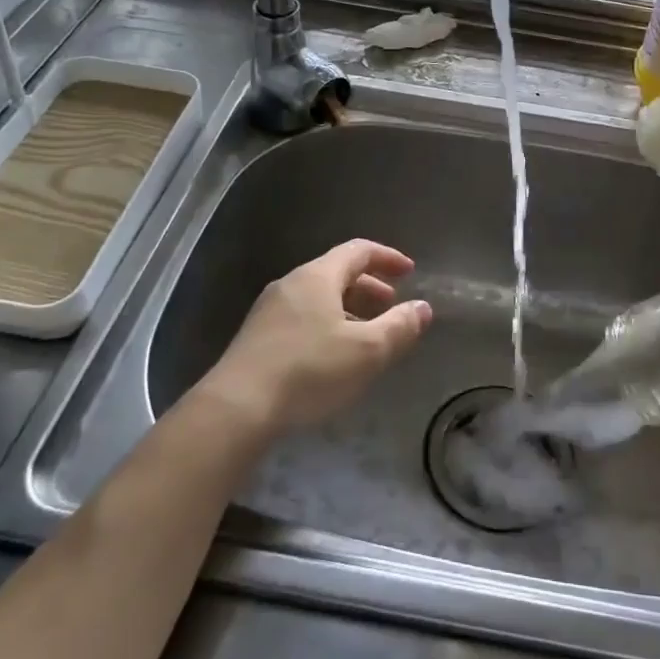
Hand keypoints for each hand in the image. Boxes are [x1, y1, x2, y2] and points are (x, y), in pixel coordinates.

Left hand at [198, 239, 431, 436]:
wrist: (236, 408)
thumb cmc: (309, 371)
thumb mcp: (367, 351)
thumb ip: (399, 327)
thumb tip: (423, 308)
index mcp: (317, 276)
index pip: (358, 250)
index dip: (387, 257)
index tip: (410, 272)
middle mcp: (291, 284)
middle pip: (336, 272)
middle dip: (369, 285)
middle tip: (391, 305)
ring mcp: (269, 310)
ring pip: (318, 297)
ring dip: (348, 307)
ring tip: (367, 333)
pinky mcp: (257, 337)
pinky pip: (302, 316)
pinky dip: (327, 323)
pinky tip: (333, 354)